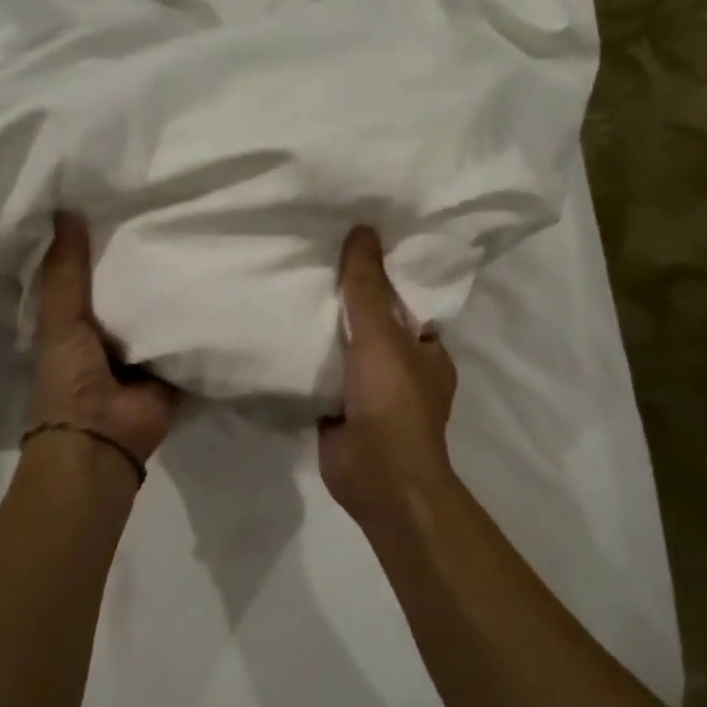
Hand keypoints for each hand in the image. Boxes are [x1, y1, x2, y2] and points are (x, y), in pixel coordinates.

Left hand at [30, 212, 179, 465]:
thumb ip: (65, 269)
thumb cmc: (69, 376)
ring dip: (172, 282)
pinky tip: (216, 276)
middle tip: (168, 210)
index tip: (121, 202)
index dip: (100, 241)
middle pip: (128, 286)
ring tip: (196, 234)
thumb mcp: (60, 317)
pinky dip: (197, 311)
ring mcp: (144, 347)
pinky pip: (186, 330)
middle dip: (143, 258)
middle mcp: (110, 330)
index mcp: (75, 319)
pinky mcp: (174, 362)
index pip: (89, 271)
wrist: (102, 439)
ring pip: (159, 306)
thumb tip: (67, 208)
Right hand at [318, 226, 458, 521]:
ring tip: (290, 289)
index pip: (406, 301)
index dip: (381, 275)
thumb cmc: (393, 402)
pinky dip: (307, 359)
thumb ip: (368, 286)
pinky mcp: (341, 410)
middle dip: (346, 301)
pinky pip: (322, 375)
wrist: (377, 477)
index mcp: (427, 349)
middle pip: (372, 323)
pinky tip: (279, 333)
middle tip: (311, 263)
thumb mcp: (381, 335)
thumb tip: (363, 228)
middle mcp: (403, 368)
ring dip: (323, 330)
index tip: (352, 247)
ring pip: (345, 349)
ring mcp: (371, 392)